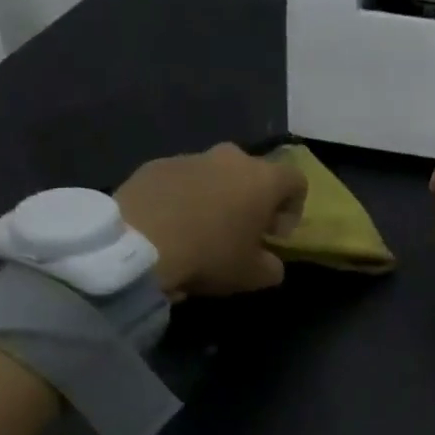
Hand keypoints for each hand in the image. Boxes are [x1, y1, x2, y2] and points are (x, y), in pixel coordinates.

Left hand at [115, 143, 306, 297]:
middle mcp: (229, 158)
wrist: (138, 245)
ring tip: (200, 231)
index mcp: (262, 179)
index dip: (293, 209)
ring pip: (215, 175)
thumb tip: (270, 262)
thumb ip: (273, 266)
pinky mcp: (154, 165)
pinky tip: (170, 227)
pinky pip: (180, 180)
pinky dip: (183, 198)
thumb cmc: (209, 256)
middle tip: (240, 232)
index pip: (297, 181)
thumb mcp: (254, 276)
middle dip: (253, 200)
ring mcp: (189, 157)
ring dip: (216, 198)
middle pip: (253, 173)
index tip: (274, 236)